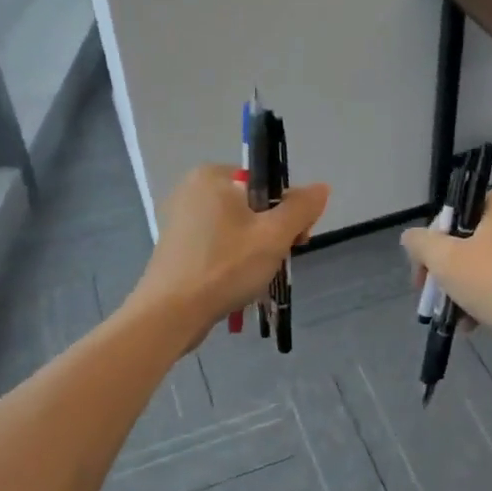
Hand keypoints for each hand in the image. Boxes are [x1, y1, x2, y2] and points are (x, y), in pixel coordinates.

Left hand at [132, 164, 329, 334]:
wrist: (170, 314)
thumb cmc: (225, 266)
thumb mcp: (274, 235)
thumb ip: (301, 208)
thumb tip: (321, 188)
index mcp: (212, 175)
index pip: (265, 183)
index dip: (287, 210)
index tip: (297, 239)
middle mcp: (191, 190)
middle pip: (251, 205)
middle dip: (271, 232)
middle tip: (279, 260)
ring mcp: (180, 220)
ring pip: (235, 228)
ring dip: (254, 249)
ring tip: (259, 276)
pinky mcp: (176, 248)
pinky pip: (217, 245)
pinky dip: (232, 260)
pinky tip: (238, 283)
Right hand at [401, 184, 491, 365]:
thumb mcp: (446, 261)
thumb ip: (421, 243)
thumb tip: (410, 237)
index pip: (455, 213)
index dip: (432, 243)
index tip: (423, 273)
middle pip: (469, 238)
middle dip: (448, 270)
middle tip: (434, 295)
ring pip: (487, 261)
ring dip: (465, 287)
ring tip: (454, 315)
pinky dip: (489, 295)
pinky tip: (473, 323)